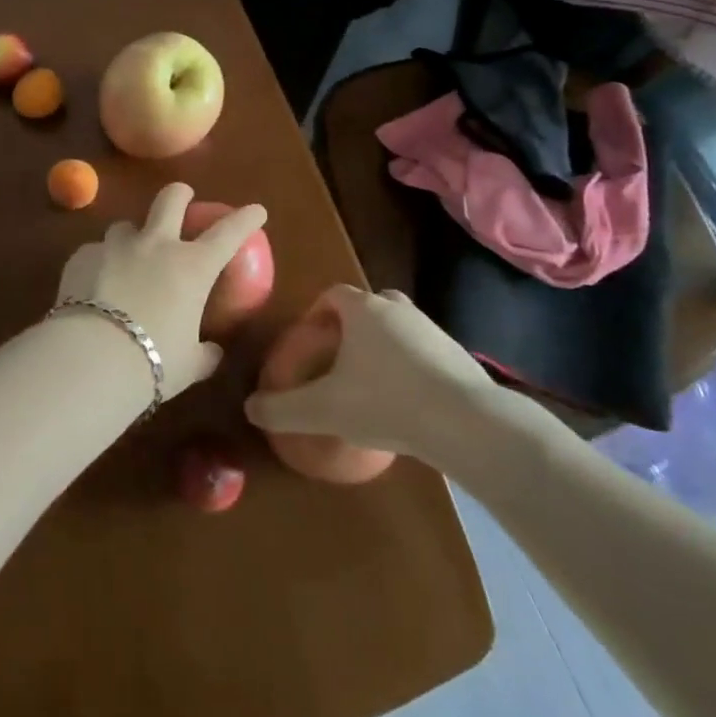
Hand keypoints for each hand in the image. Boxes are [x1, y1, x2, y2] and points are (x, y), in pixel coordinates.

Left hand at [54, 183, 265, 397]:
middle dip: (179, 194)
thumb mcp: (188, 365)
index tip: (256, 210)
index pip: (228, 233)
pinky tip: (93, 284)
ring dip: (131, 237)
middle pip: (170, 200)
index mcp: (192, 267)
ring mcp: (115, 246)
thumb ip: (203, 354)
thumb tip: (212, 352)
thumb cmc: (152, 363)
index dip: (245, 219)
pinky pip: (94, 252)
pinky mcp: (82, 256)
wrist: (91, 359)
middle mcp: (155, 245)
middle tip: (182, 197)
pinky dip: (99, 263)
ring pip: (125, 225)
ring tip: (127, 255)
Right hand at [243, 284, 499, 458]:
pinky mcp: (457, 355)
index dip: (317, 313)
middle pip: (368, 306)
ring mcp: (431, 329)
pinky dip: (411, 368)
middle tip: (339, 361)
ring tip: (372, 386)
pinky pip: (424, 352)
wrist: (466, 422)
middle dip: (351, 328)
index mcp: (362, 309)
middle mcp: (396, 308)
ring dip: (383, 348)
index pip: (333, 294)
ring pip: (398, 328)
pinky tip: (407, 404)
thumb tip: (249, 407)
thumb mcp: (324, 409)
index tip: (310, 341)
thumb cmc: (385, 402)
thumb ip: (283, 408)